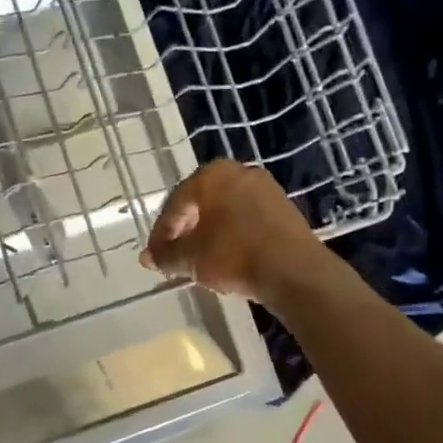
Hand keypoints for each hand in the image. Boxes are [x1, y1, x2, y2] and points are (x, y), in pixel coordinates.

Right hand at [140, 160, 322, 304]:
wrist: (294, 271)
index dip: (161, 233)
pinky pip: (246, 218)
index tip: (155, 257)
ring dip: (208, 233)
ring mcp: (265, 188)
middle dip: (185, 230)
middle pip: (200, 203)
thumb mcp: (190, 258)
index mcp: (211, 175)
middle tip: (175, 256)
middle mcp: (238, 171)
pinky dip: (232, 234)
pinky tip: (228, 256)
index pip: (175, 203)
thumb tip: (148, 257)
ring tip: (200, 259)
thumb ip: (165, 255)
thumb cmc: (233, 255)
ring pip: (224, 210)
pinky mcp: (284, 207)